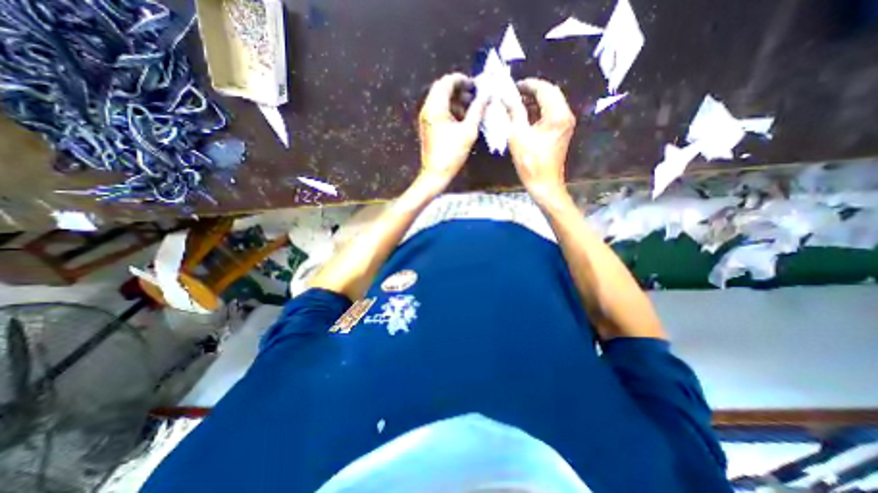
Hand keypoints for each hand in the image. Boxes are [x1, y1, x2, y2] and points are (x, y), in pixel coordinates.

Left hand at [417, 71, 487, 192]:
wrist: (435, 174)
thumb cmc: (452, 154)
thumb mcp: (468, 131)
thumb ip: (477, 110)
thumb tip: (487, 94)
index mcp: (435, 107)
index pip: (447, 82)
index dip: (462, 80)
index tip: (476, 85)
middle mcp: (427, 109)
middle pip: (442, 89)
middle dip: (460, 90)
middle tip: (475, 96)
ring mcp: (426, 118)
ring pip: (440, 100)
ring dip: (456, 100)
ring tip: (471, 108)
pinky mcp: (428, 127)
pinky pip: (439, 111)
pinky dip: (450, 110)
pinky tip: (462, 119)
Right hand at [500, 76, 577, 204]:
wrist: (544, 184)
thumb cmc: (531, 162)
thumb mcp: (518, 136)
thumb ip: (514, 112)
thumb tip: (507, 96)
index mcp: (557, 114)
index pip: (544, 89)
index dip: (528, 84)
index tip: (512, 86)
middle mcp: (565, 115)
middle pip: (550, 94)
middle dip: (532, 91)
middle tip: (514, 94)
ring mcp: (565, 124)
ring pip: (551, 103)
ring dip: (535, 101)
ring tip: (517, 103)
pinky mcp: (561, 132)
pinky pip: (551, 114)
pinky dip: (539, 111)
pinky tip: (525, 116)